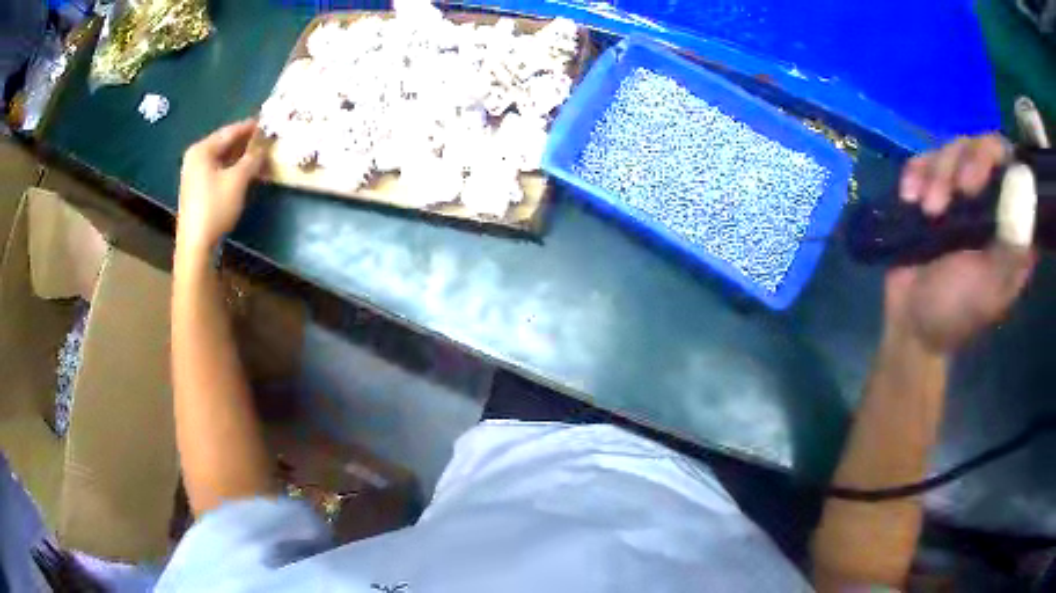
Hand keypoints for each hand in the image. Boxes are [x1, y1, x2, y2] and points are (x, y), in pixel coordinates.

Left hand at [177, 119, 264, 251]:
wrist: (196, 244)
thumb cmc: (215, 207)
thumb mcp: (238, 180)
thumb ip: (252, 158)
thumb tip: (264, 147)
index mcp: (202, 149)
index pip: (231, 131)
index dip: (251, 127)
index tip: (269, 122)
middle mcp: (196, 157)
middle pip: (225, 143)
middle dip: (246, 142)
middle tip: (267, 139)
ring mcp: (194, 174)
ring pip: (223, 158)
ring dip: (241, 156)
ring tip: (261, 154)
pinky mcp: (197, 189)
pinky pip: (218, 170)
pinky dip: (233, 168)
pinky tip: (247, 171)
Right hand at [886, 135, 1035, 353]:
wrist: (910, 322)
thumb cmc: (956, 311)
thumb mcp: (990, 287)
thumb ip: (1012, 245)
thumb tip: (1025, 186)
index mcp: (1012, 226)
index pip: (1013, 167)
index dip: (998, 158)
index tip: (979, 179)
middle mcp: (990, 201)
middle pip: (982, 146)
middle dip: (965, 162)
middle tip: (957, 191)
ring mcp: (960, 193)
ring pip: (953, 149)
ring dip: (938, 175)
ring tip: (927, 211)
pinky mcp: (932, 189)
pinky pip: (924, 159)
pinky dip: (916, 174)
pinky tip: (911, 199)